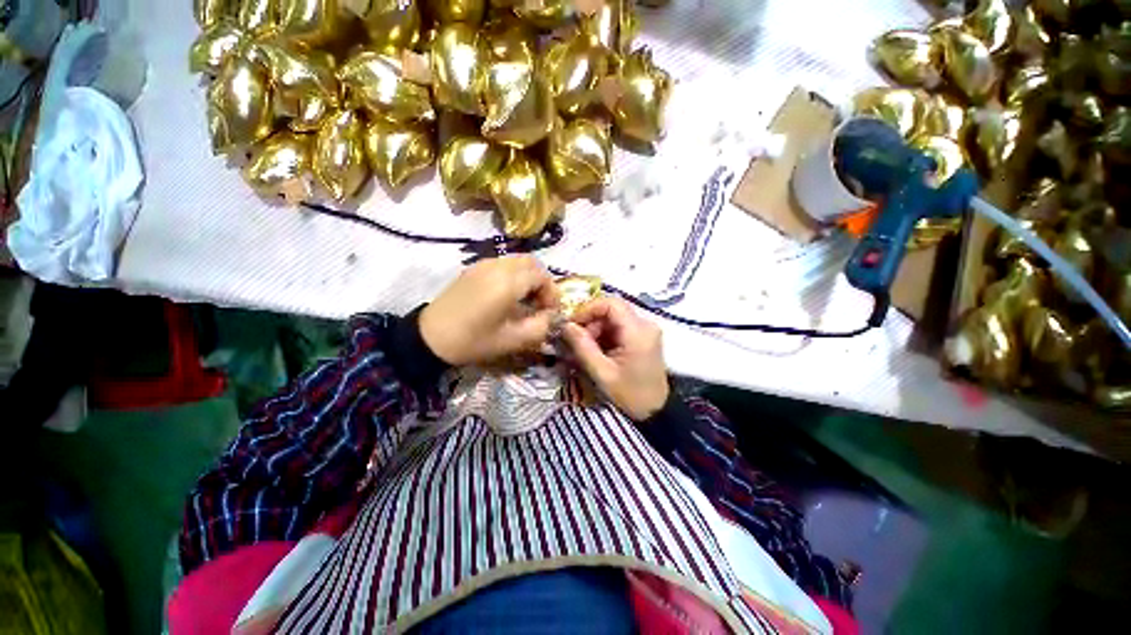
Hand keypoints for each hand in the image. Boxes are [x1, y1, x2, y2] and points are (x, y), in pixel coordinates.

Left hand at [420, 256, 558, 365]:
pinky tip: (508, 295)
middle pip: (532, 263)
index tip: (549, 312)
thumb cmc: (473, 341)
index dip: (551, 293)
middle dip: (542, 282)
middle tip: (540, 304)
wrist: (429, 337)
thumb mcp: (513, 340)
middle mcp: (497, 266)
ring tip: (525, 300)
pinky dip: (514, 275)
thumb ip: (541, 327)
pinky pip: (503, 264)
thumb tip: (553, 316)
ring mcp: (483, 264)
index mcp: (507, 283)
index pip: (542, 276)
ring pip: (517, 261)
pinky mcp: (474, 268)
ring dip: (528, 277)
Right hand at [562, 296, 668, 420]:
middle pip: (611, 309)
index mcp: (638, 332)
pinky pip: (618, 326)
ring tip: (584, 349)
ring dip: (595, 329)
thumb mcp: (602, 373)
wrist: (656, 411)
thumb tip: (566, 325)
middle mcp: (645, 324)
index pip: (610, 303)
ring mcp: (645, 329)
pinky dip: (604, 335)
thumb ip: (583, 347)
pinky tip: (596, 350)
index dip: (588, 309)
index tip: (572, 324)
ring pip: (613, 317)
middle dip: (590, 322)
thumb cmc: (630, 395)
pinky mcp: (642, 336)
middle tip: (575, 340)